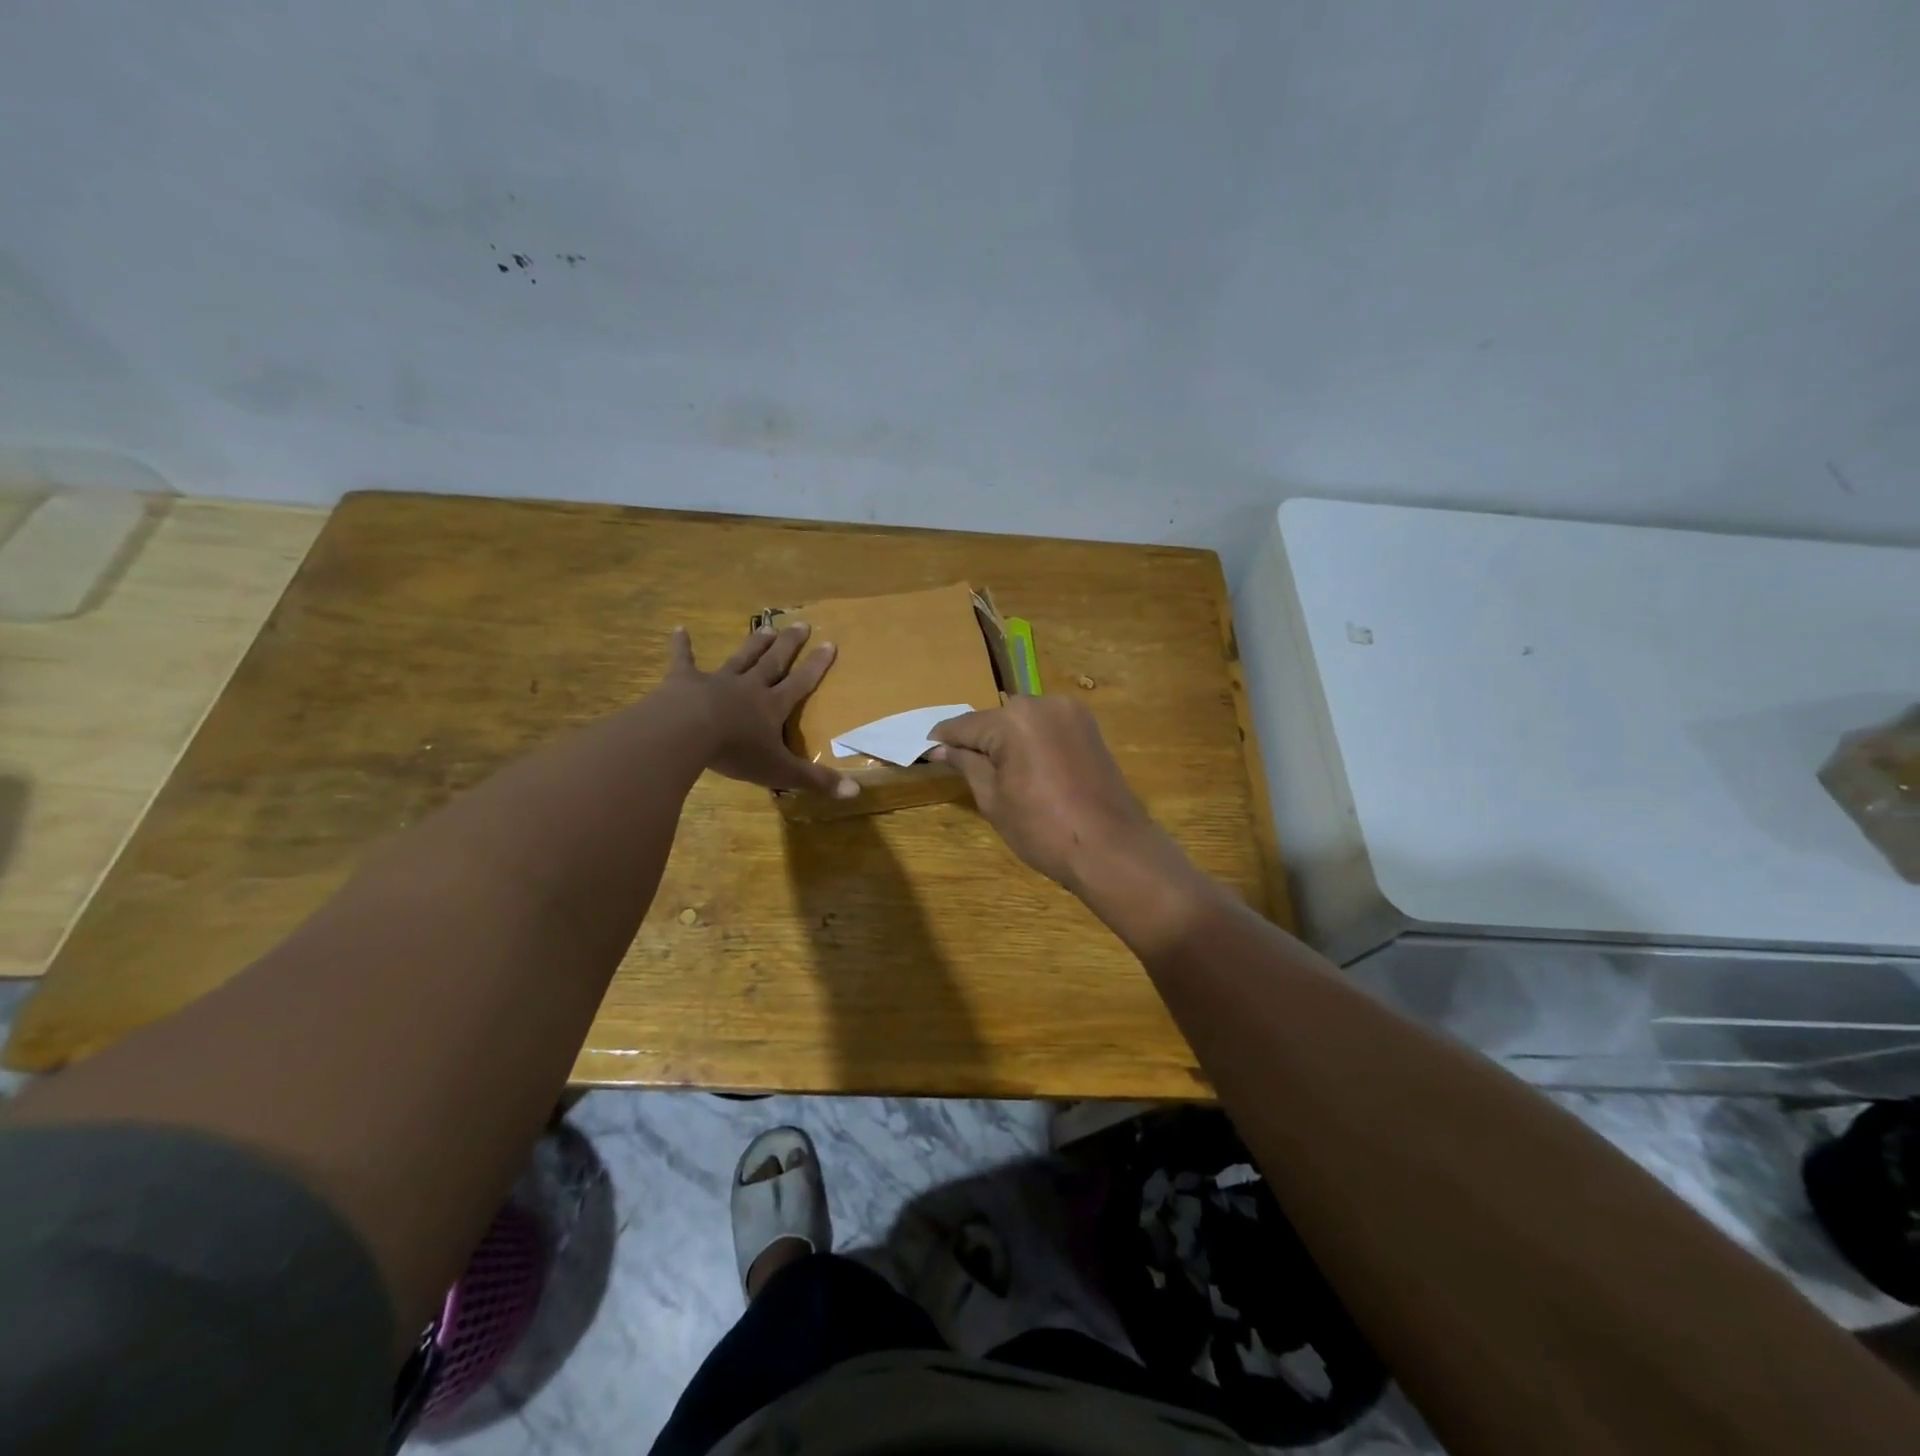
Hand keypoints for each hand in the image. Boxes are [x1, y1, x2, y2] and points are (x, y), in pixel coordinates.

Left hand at [662, 623, 858, 798]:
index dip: (817, 665)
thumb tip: (856, 792)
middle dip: (789, 644)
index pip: (801, 682)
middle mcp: (749, 687)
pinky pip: (684, 660)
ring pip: (740, 658)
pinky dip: (682, 645)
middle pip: (773, 662)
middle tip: (801, 623)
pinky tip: (679, 630)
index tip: (830, 643)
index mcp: (772, 706)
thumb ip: (816, 780)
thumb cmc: (736, 751)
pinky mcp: (684, 681)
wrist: (685, 733)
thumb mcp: (780, 771)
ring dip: (754, 643)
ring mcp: (716, 681)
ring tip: (766, 627)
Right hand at [929, 696, 1153, 886]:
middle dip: (978, 740)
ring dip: (1007, 740)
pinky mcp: (1089, 727)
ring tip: (998, 772)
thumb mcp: (993, 800)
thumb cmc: (1043, 829)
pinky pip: (1047, 727)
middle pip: (996, 719)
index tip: (926, 751)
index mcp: (1013, 719)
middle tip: (964, 767)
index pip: (965, 725)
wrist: (1111, 848)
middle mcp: (1042, 703)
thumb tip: (940, 749)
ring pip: (1023, 721)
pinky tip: (1028, 768)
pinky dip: (1032, 741)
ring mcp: (1071, 712)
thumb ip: (967, 765)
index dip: (943, 740)